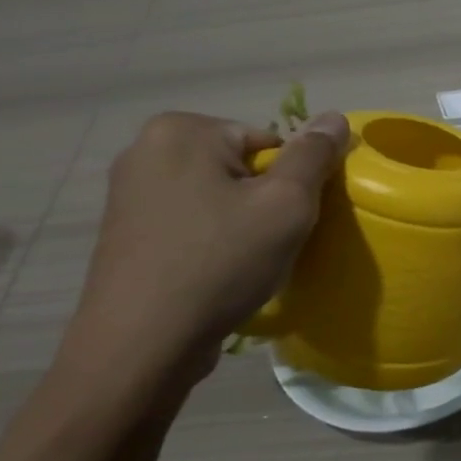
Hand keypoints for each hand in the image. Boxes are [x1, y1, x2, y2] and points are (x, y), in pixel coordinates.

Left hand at [67, 110, 349, 373]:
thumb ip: (314, 156)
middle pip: (240, 167)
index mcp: (182, 130)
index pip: (267, 142)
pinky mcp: (125, 231)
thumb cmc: (220, 263)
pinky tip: (216, 273)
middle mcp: (145, 149)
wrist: (142, 344)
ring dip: (240, 223)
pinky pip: (190, 221)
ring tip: (246, 263)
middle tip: (272, 243)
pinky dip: (211, 240)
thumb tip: (335, 116)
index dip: (291, 182)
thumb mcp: (286, 205)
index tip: (290, 222)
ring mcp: (128, 192)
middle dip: (263, 201)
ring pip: (216, 196)